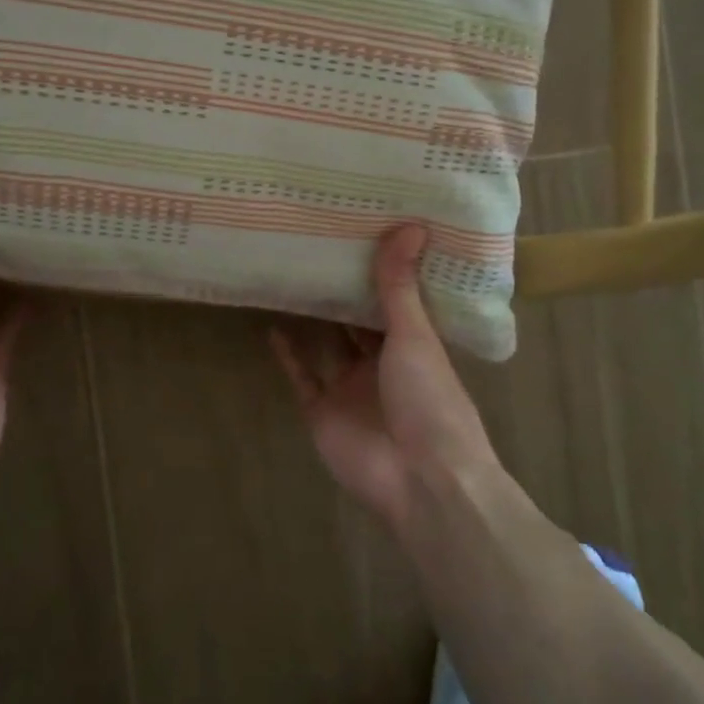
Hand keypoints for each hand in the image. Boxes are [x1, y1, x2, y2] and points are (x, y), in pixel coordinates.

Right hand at [271, 225, 502, 532]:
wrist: (420, 479)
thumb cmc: (430, 400)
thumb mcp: (416, 335)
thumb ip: (400, 286)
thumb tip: (411, 225)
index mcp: (415, 345)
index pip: (396, 301)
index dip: (381, 272)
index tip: (362, 233)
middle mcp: (382, 364)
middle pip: (358, 322)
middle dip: (342, 292)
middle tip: (318, 247)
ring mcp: (350, 389)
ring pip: (328, 346)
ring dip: (313, 319)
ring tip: (291, 279)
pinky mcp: (322, 411)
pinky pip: (302, 377)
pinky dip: (288, 356)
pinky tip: (273, 326)